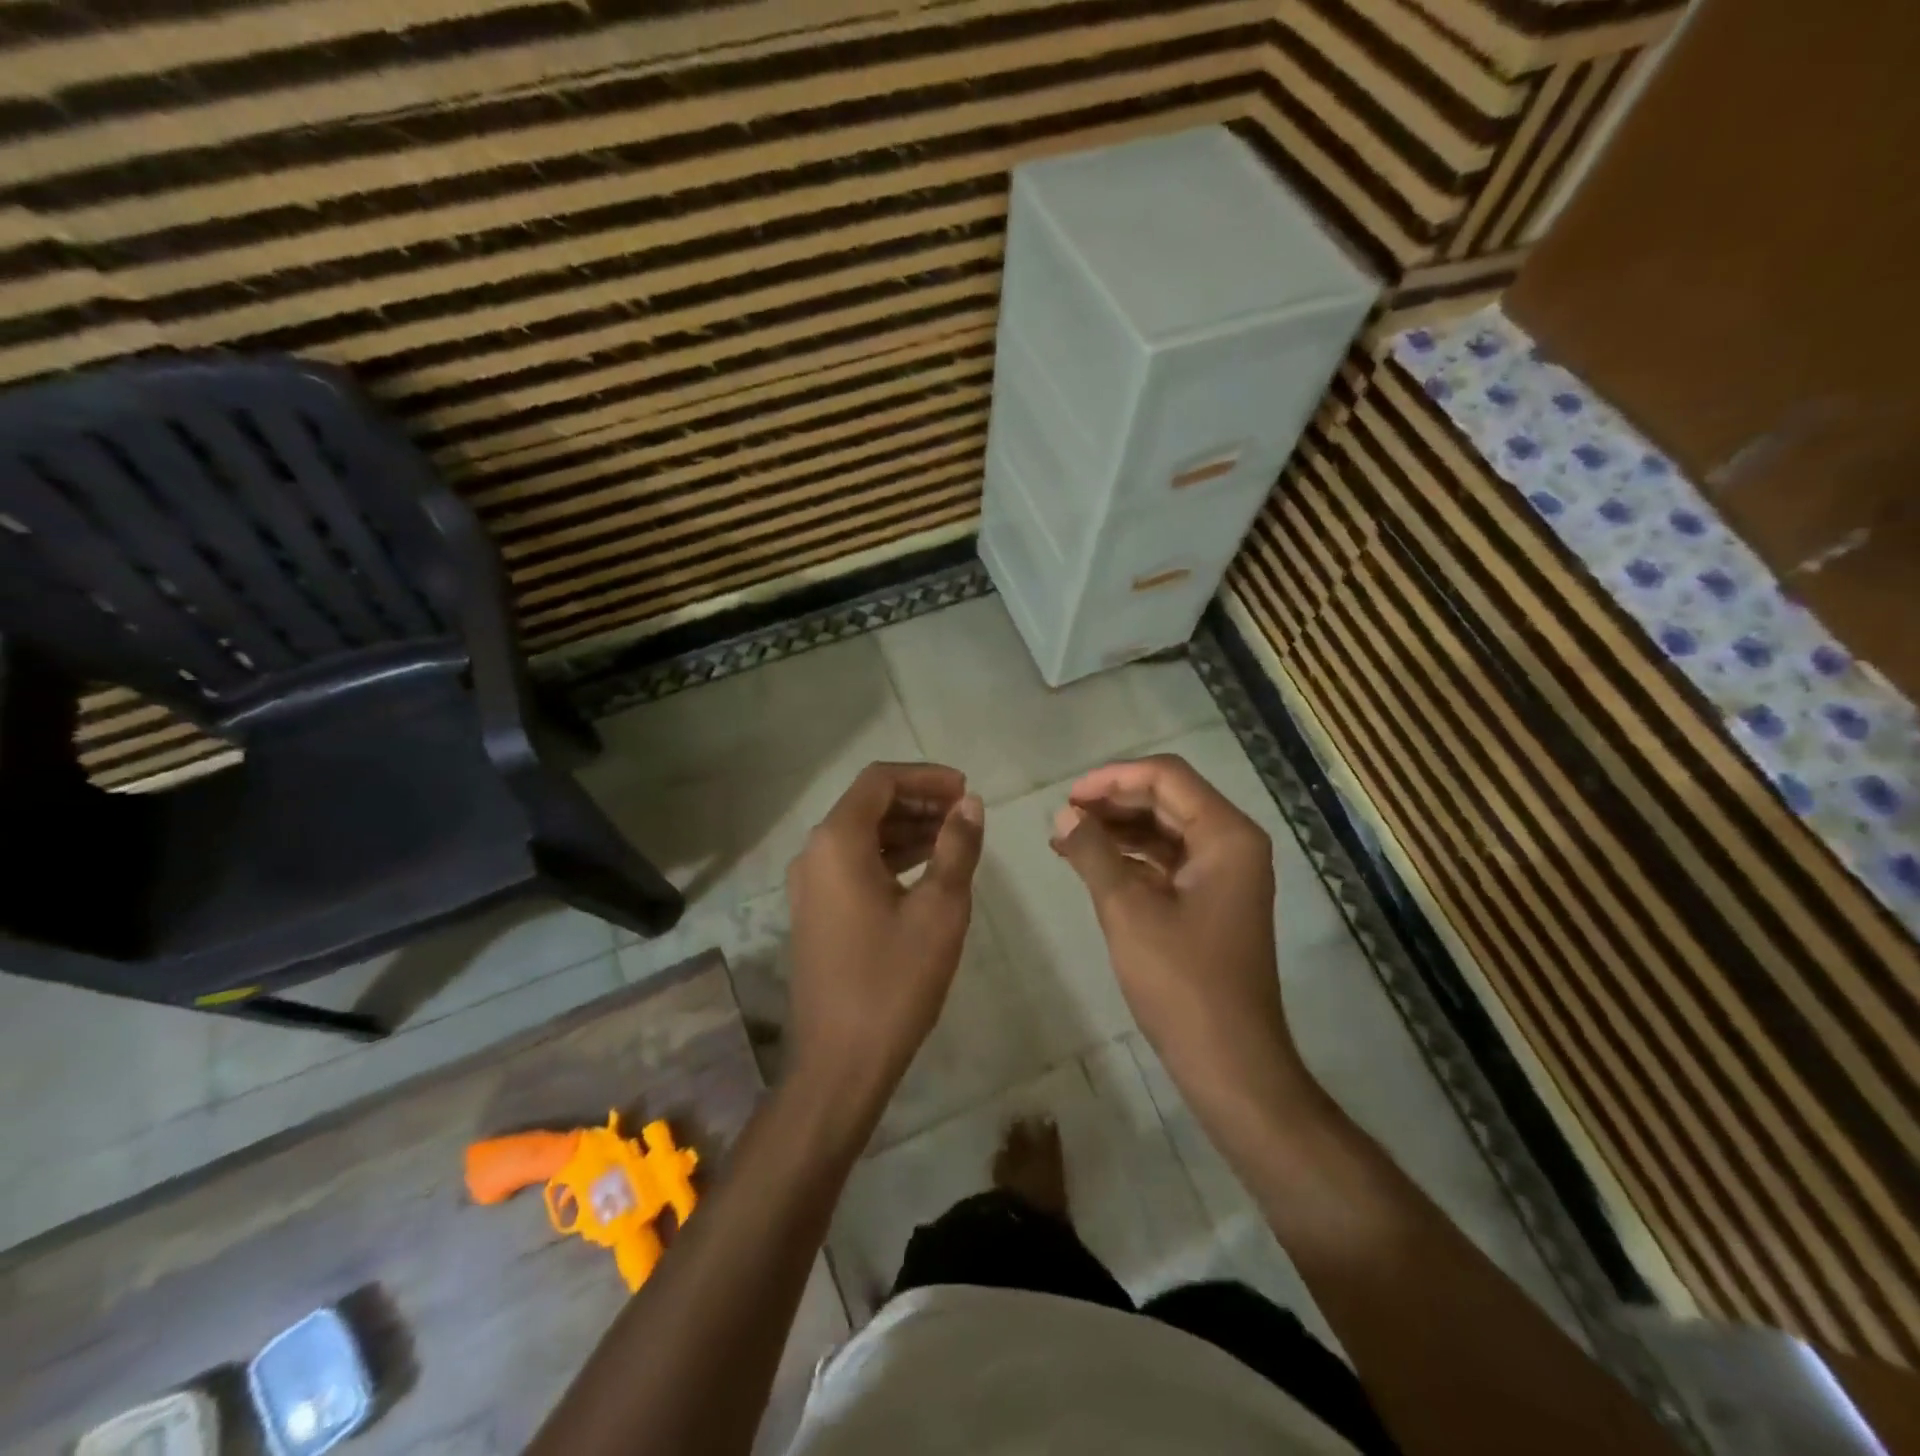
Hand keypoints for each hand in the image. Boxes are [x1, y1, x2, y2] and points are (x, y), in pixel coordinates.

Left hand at [786, 762, 984, 1112]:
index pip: (880, 780)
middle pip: (868, 804)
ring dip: (907, 828)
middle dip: (919, 800)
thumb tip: (970, 805)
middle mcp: (814, 853)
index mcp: (837, 842)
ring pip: (861, 835)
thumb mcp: (940, 909)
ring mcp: (809, 885)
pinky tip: (926, 870)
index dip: (926, 776)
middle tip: (965, 813)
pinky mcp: (815, 912)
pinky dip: (890, 856)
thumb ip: (957, 847)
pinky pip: (853, 864)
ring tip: (954, 838)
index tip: (966, 790)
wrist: (840, 1062)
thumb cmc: (894, 980)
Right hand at [1051, 754, 1308, 1117]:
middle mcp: (1232, 844)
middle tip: (1063, 816)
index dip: (1113, 778)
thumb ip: (1093, 853)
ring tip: (1067, 837)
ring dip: (1118, 828)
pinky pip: (1168, 861)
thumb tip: (1062, 815)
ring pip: (1165, 829)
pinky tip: (1092, 864)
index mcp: (1226, 835)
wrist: (1230, 1061)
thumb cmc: (1182, 982)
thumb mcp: (1128, 910)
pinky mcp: (1211, 900)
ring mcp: (1224, 874)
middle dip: (1113, 801)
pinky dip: (1131, 857)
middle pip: (1167, 798)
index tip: (1068, 796)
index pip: (1167, 776)